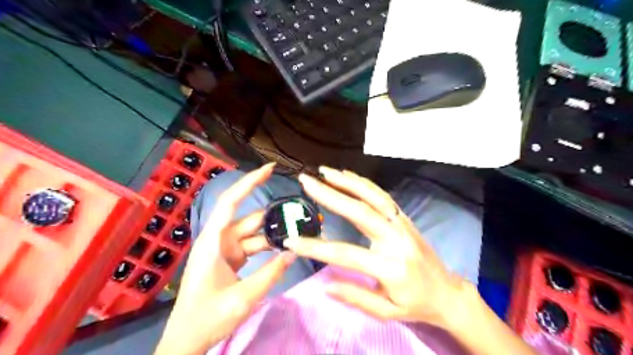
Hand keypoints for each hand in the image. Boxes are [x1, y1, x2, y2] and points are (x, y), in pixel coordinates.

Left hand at [158, 164, 297, 354]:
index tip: (270, 168)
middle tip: (300, 214)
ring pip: (254, 234)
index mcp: (213, 241)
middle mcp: (219, 239)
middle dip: (274, 216)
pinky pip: (253, 246)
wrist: (187, 341)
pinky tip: (285, 248)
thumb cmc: (206, 318)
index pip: (231, 202)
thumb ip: (271, 273)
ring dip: (274, 234)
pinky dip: (268, 246)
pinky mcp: (230, 259)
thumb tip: (295, 252)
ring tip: (299, 233)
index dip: (249, 182)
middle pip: (250, 219)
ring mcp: (225, 249)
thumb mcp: (243, 297)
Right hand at [285, 168, 471, 328]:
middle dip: (329, 195)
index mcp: (390, 267)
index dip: (315, 248)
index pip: (345, 254)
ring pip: (372, 196)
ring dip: (347, 181)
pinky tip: (347, 175)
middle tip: (306, 182)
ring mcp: (401, 224)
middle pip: (359, 211)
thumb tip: (325, 285)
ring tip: (324, 171)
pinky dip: (363, 183)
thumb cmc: (415, 304)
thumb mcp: (386, 312)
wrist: (448, 292)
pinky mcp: (404, 217)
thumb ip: (355, 297)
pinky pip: (382, 195)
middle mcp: (395, 239)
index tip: (291, 240)